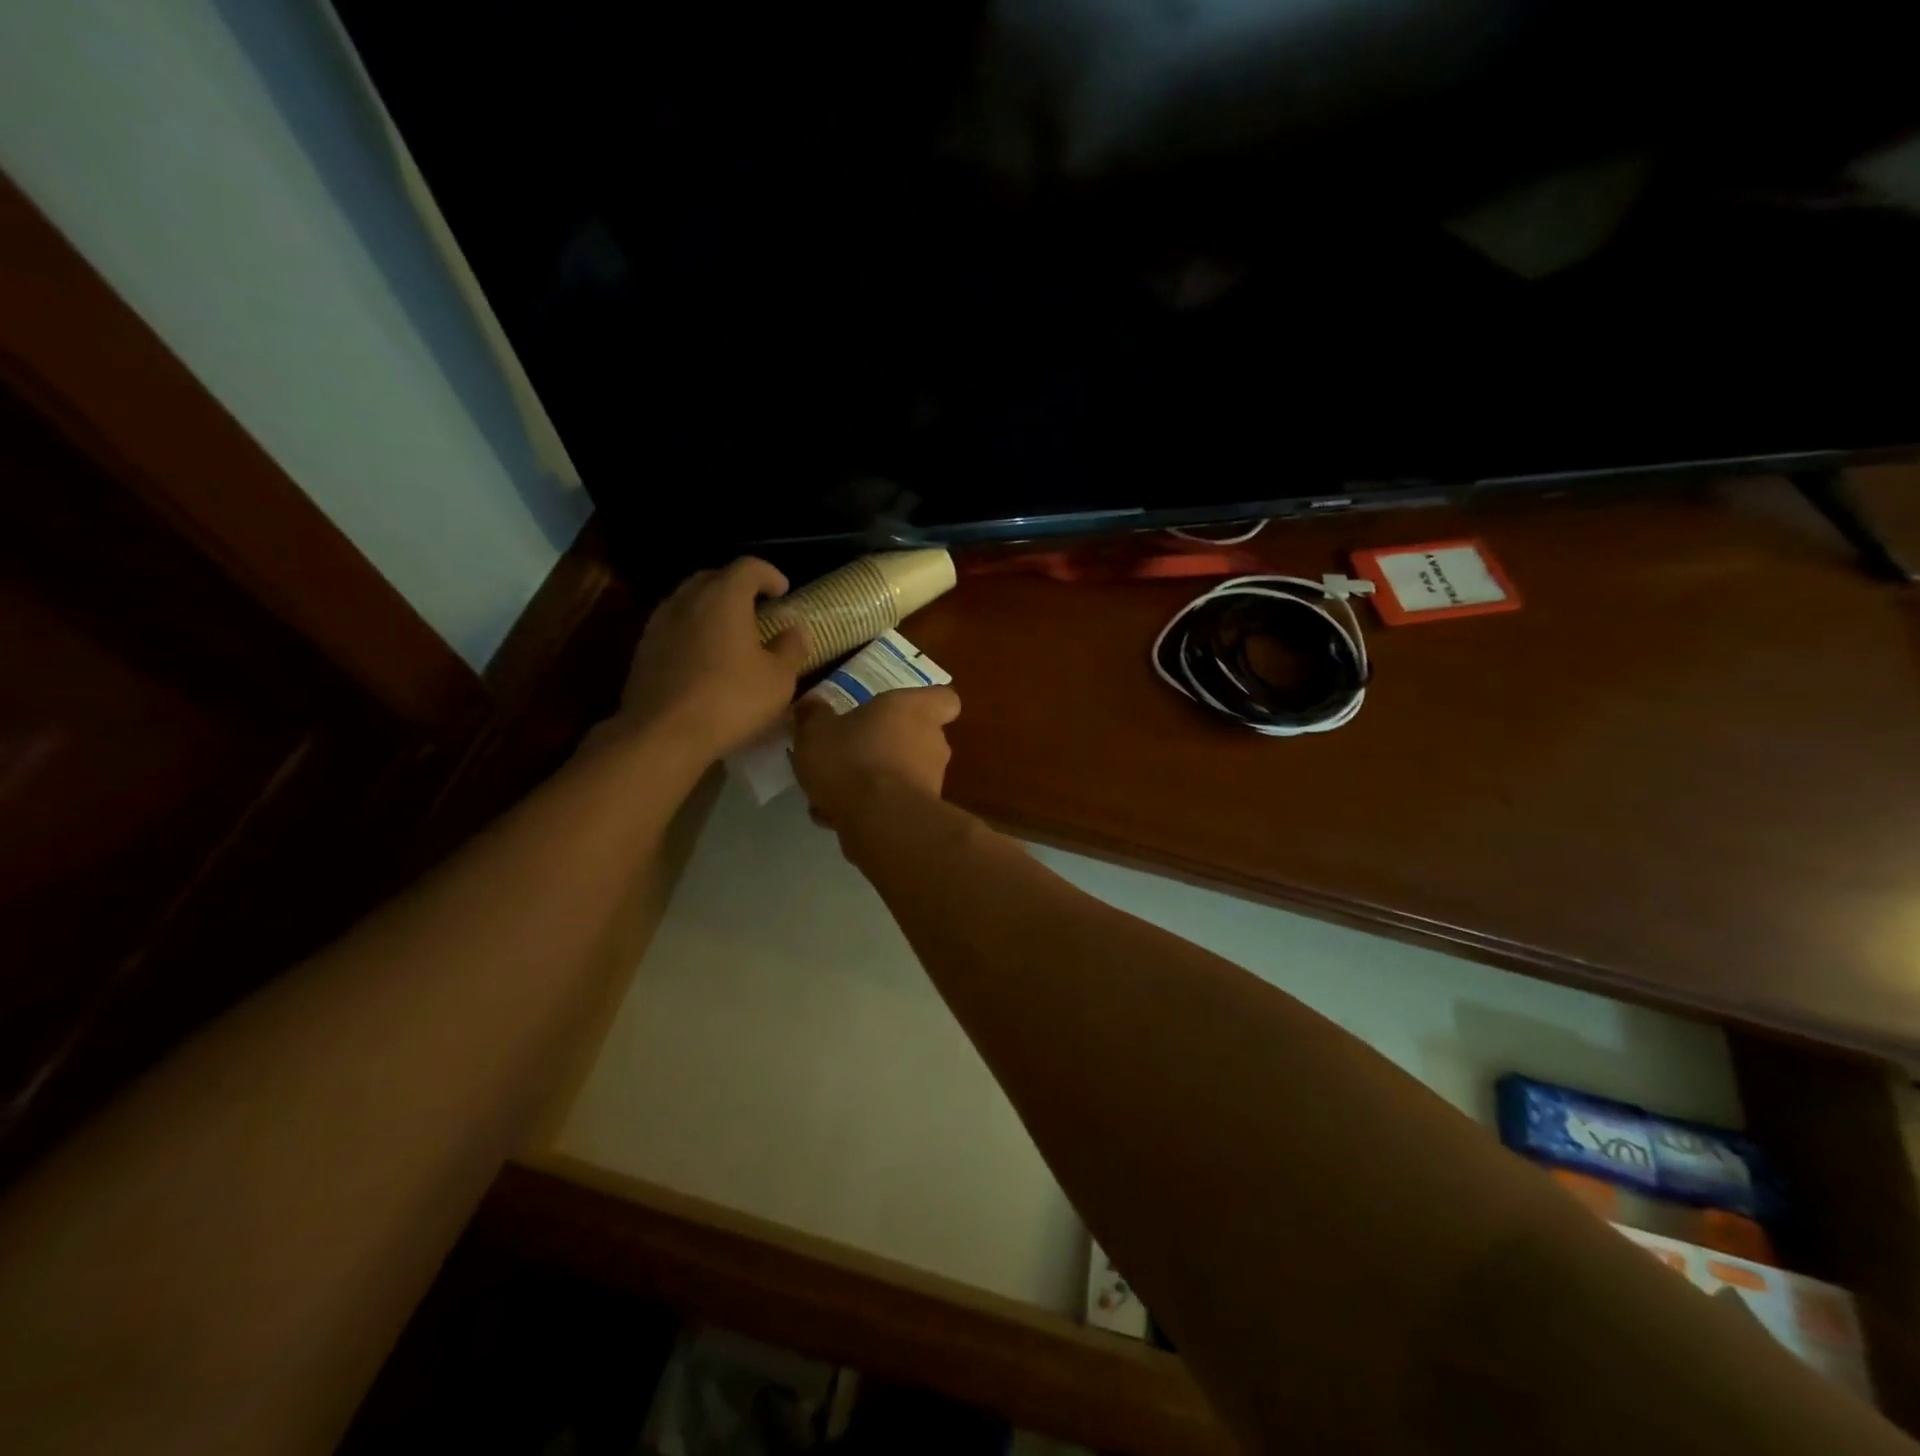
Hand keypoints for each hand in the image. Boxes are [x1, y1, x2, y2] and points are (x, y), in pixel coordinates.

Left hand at [616, 558, 808, 760]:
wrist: (662, 734)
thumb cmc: (730, 700)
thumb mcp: (778, 679)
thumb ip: (791, 648)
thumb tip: (796, 630)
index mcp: (724, 597)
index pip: (749, 566)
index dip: (769, 574)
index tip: (783, 591)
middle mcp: (688, 599)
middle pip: (714, 577)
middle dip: (738, 587)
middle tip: (758, 608)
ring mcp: (660, 623)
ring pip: (690, 601)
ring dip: (712, 609)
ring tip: (731, 633)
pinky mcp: (644, 649)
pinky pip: (674, 626)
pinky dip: (693, 630)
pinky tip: (705, 657)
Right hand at [792, 686, 961, 828]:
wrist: (880, 821)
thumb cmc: (852, 759)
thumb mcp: (816, 731)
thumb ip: (814, 716)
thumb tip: (812, 705)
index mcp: (914, 709)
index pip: (944, 699)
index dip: (925, 704)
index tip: (899, 712)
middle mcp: (932, 741)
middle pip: (917, 738)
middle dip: (886, 748)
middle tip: (851, 754)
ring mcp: (932, 780)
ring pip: (901, 774)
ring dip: (873, 782)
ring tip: (832, 793)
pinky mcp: (923, 814)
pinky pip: (893, 805)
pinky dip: (870, 810)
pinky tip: (836, 818)